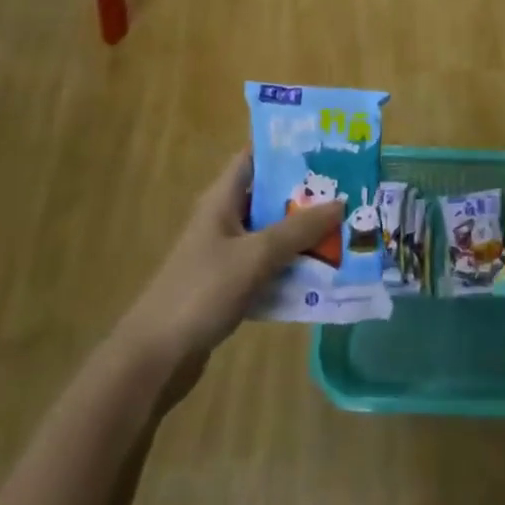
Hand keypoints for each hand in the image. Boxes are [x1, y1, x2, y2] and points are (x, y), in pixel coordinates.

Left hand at [120, 149, 343, 402]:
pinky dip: (291, 266)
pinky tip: (322, 274)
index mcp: (223, 198)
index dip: (287, 148)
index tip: (327, 146)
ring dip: (303, 234)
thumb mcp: (256, 255)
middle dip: (306, 196)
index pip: (255, 157)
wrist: (155, 357)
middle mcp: (224, 219)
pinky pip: (267, 265)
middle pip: (270, 196)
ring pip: (272, 233)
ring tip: (345, 230)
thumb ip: (299, 229)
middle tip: (349, 191)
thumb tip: (340, 202)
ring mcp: (225, 253)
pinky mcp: (229, 285)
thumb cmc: (203, 290)